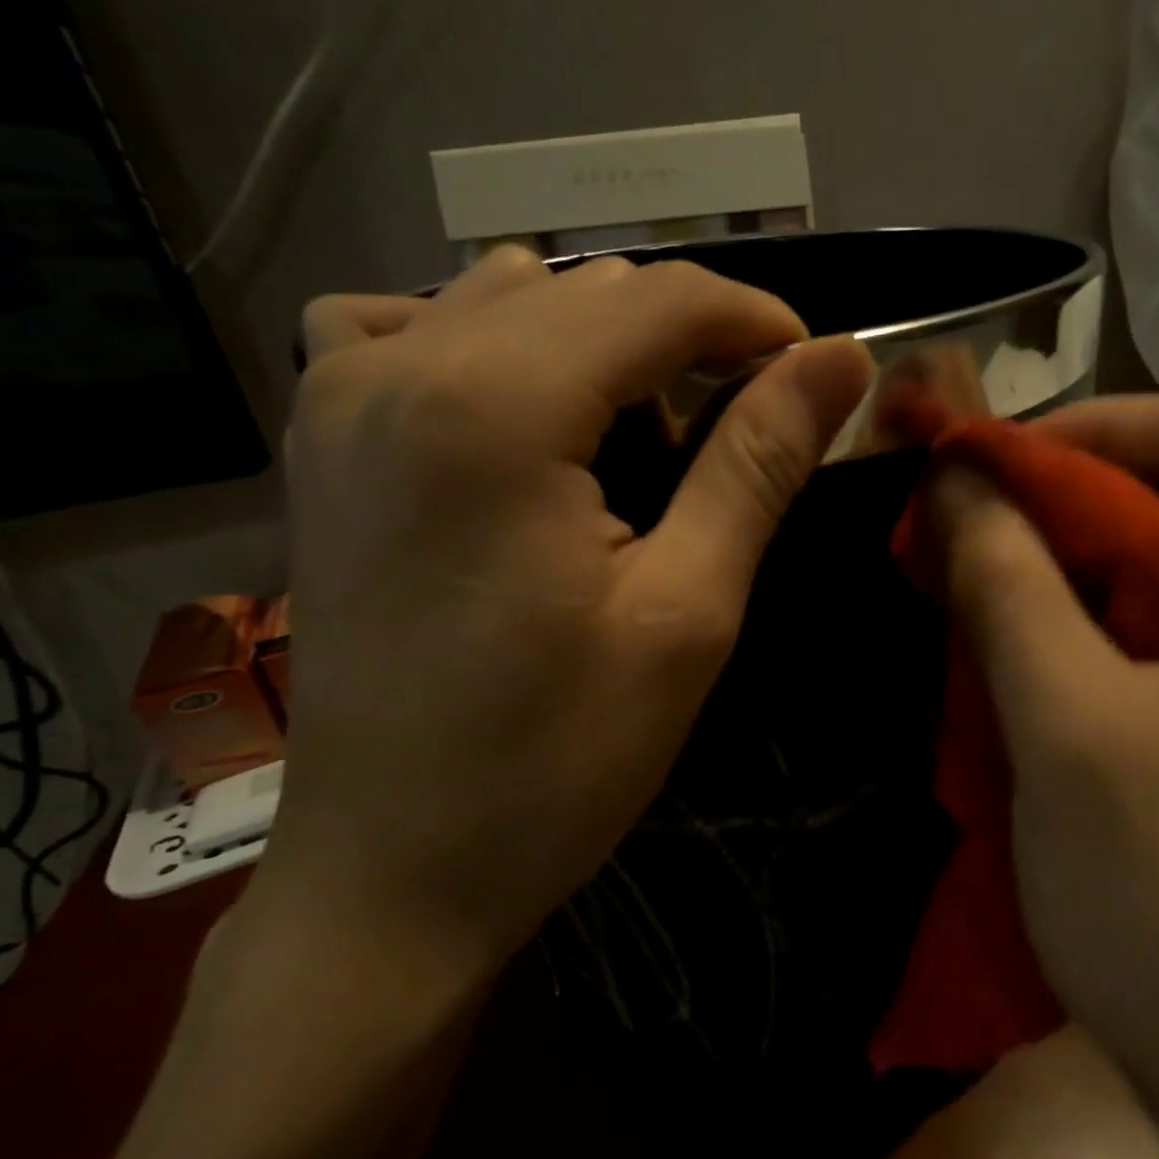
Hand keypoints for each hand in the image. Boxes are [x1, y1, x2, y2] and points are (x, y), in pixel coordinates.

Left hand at [262, 246, 871, 976]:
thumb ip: (758, 465)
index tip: (815, 372)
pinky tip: (521, 422)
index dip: (756, 320)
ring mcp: (339, 396)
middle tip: (734, 438)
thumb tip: (839, 362)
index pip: (659, 299)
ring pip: (505, 298)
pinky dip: (491, 350)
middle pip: (586, 290)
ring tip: (637, 444)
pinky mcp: (319, 442)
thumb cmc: (554, 760)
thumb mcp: (686, 613)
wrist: (392, 869)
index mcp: (494, 406)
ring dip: (597, 348)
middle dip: (685, 343)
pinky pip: (413, 332)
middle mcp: (399, 366)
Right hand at [928, 395, 1158, 1149]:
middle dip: (1078, 501)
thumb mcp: (1069, 728)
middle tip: (969, 522)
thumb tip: (951, 476)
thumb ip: (1005, 583)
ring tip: (989, 576)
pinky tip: (1046, 641)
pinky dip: (1116, 615)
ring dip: (1087, 561)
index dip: (1090, 430)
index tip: (980, 464)